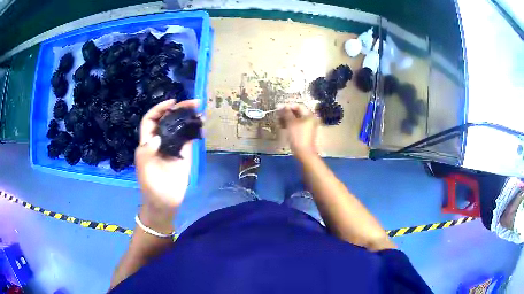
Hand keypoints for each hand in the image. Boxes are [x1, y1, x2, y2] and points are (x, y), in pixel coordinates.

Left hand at [135, 99, 198, 230]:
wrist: (164, 202)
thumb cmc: (151, 186)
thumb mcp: (144, 169)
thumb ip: (147, 152)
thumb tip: (157, 136)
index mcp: (148, 143)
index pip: (150, 120)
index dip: (159, 109)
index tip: (172, 103)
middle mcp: (160, 141)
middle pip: (168, 120)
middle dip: (178, 109)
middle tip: (194, 103)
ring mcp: (173, 147)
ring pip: (180, 127)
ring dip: (189, 117)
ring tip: (200, 110)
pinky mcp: (185, 154)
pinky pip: (189, 139)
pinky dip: (195, 131)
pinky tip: (202, 125)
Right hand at [278, 103, 318, 160]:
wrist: (303, 152)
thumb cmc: (298, 136)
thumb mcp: (291, 122)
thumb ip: (286, 112)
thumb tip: (280, 105)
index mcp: (309, 115)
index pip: (298, 106)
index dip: (288, 106)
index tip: (279, 108)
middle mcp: (310, 119)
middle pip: (297, 112)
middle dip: (286, 113)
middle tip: (277, 115)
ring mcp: (307, 126)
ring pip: (296, 119)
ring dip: (287, 119)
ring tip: (278, 121)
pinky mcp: (304, 132)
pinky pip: (296, 125)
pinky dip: (289, 124)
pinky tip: (282, 126)